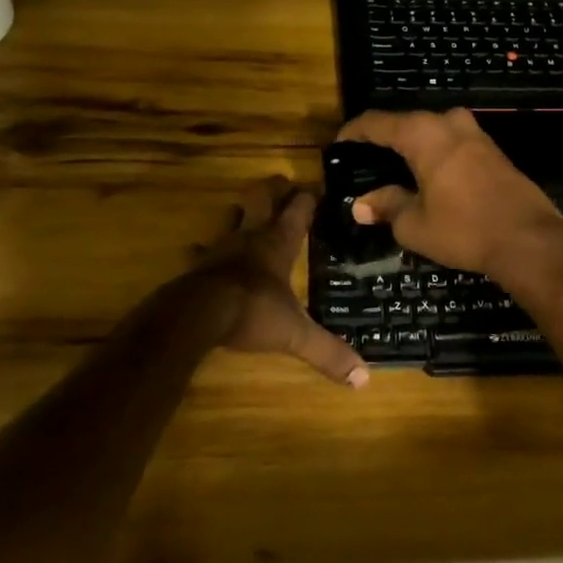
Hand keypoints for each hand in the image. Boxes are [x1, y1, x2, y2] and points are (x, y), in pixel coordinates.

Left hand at [184, 177, 368, 387]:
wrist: (198, 314)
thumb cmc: (252, 312)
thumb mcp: (295, 334)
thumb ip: (327, 352)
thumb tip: (364, 378)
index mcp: (279, 244)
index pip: (298, 211)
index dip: (308, 198)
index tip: (316, 188)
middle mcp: (251, 237)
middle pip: (263, 200)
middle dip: (274, 190)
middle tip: (282, 184)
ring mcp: (221, 248)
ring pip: (232, 218)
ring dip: (240, 213)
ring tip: (245, 210)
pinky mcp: (198, 264)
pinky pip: (201, 251)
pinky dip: (203, 250)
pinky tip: (198, 250)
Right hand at [336, 109, 562, 276]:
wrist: (529, 239)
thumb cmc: (464, 229)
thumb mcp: (415, 224)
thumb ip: (386, 206)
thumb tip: (361, 205)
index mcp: (423, 133)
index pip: (377, 122)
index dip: (354, 133)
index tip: (339, 147)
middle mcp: (448, 123)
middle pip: (405, 123)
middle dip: (383, 139)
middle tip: (364, 162)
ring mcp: (474, 133)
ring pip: (431, 131)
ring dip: (411, 146)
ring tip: (393, 169)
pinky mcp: (492, 149)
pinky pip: (451, 142)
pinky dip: (434, 153)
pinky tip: (426, 175)